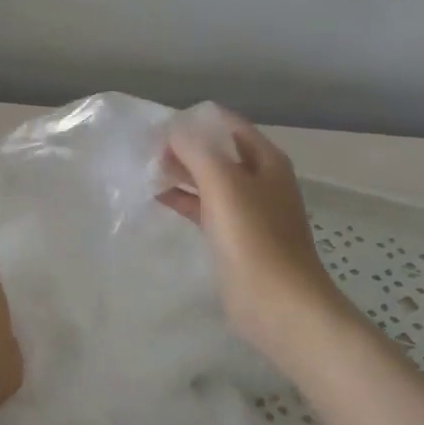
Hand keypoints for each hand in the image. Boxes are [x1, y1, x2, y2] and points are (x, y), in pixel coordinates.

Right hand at [159, 111, 355, 355]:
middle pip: (219, 152)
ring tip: (145, 169)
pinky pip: (206, 209)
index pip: (229, 125)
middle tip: (145, 147)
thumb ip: (197, 150)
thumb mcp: (223, 184)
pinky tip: (158, 198)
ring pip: (210, 181)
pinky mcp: (235, 239)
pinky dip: (184, 201)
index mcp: (266, 161)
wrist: (278, 304)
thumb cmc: (253, 238)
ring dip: (182, 173)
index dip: (196, 120)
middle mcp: (260, 181)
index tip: (159, 124)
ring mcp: (249, 212)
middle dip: (185, 147)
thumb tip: (174, 129)